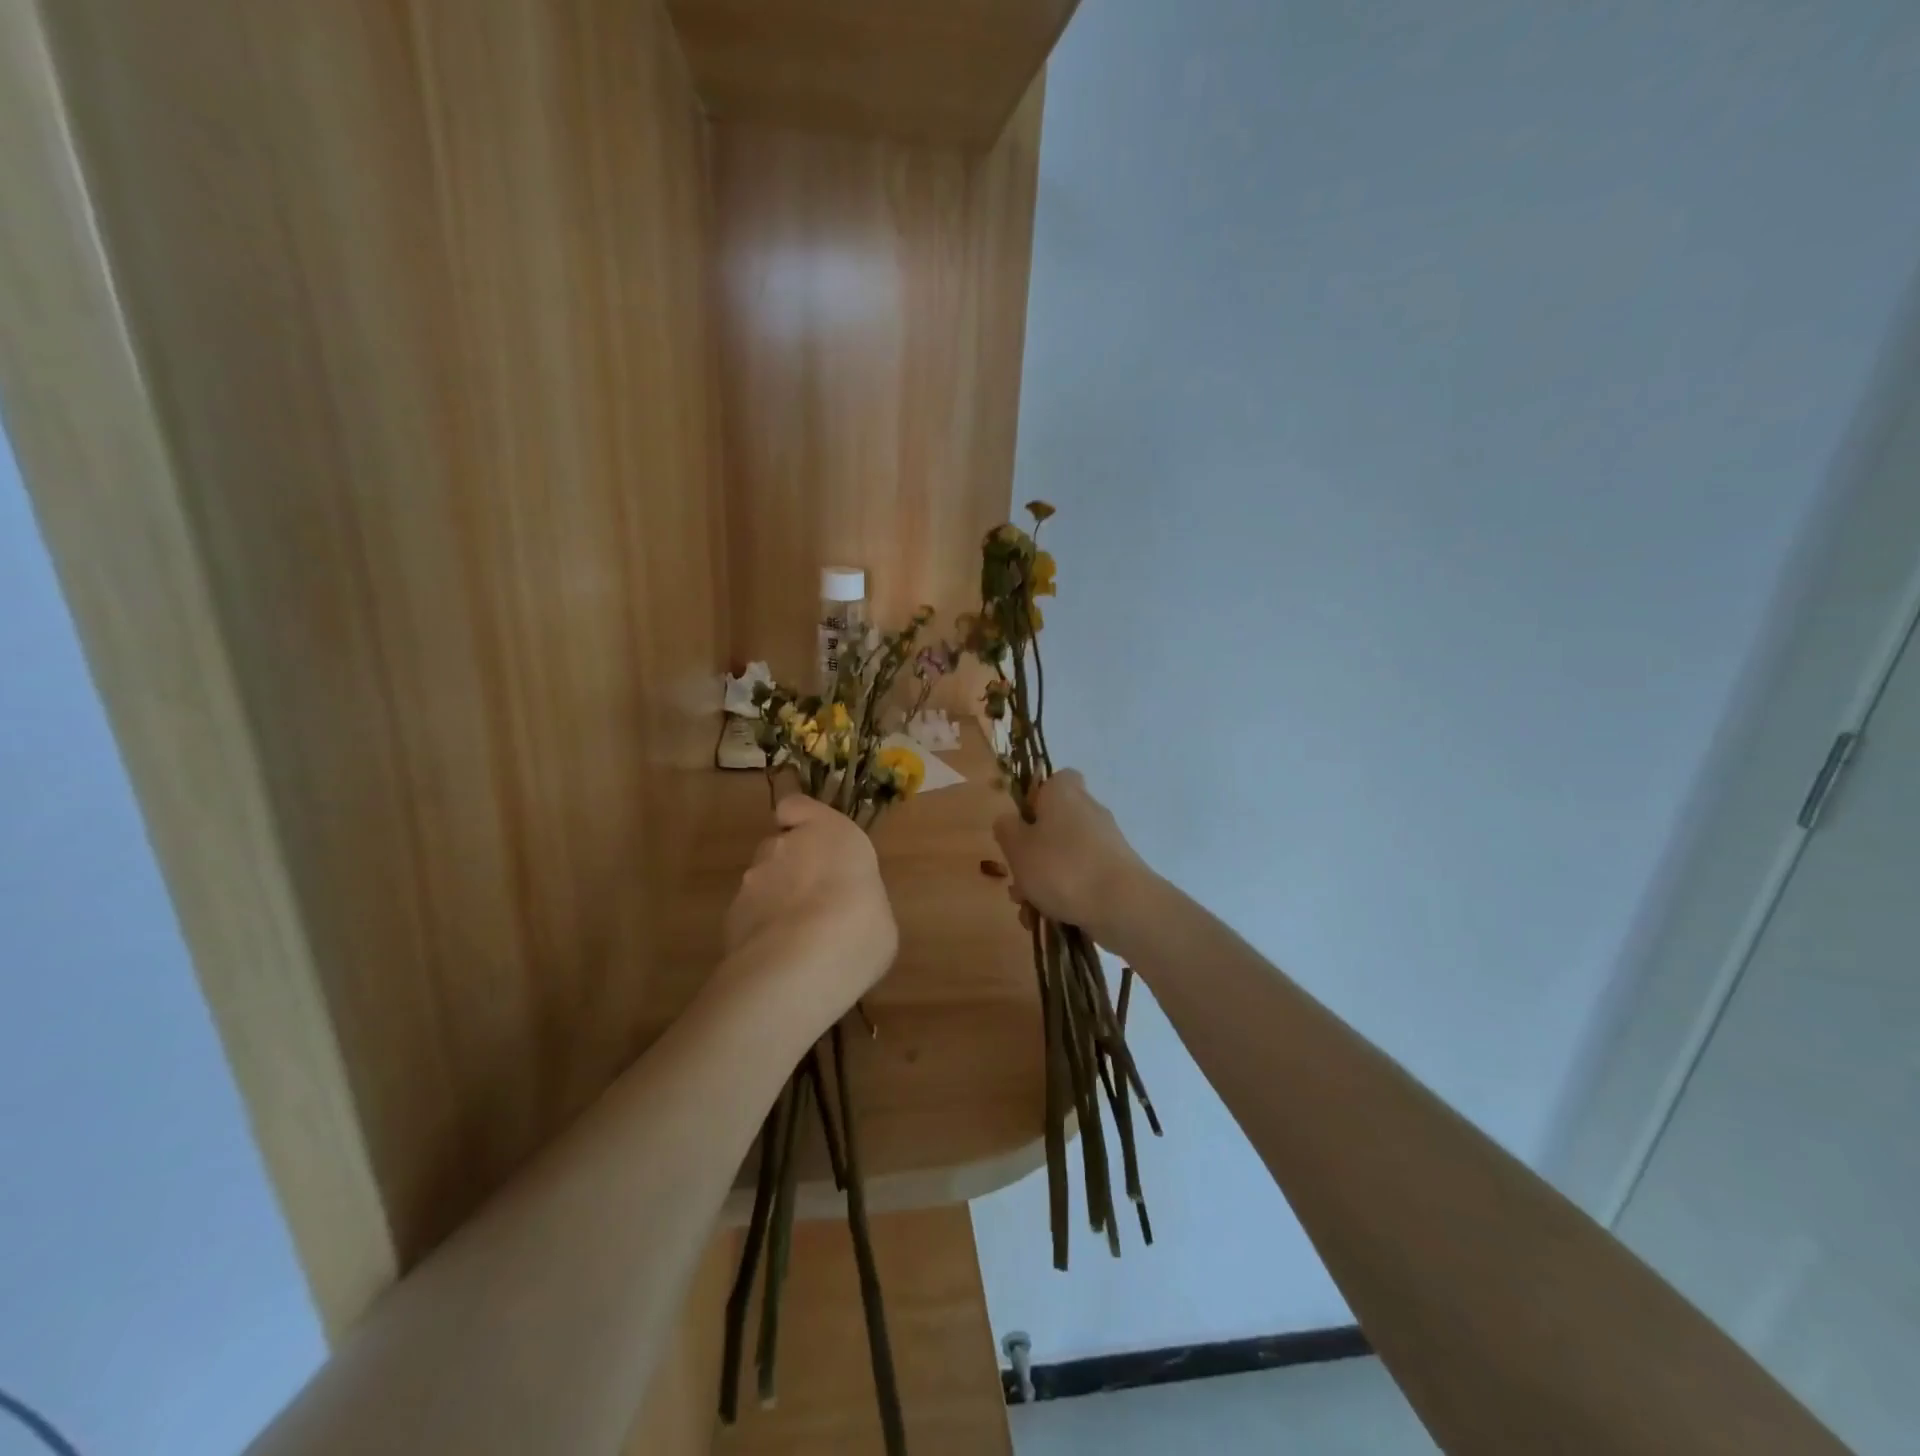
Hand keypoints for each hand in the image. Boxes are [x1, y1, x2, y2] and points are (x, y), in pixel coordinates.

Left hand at [722, 794, 898, 1028]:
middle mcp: (785, 845)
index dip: (800, 820)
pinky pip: (749, 916)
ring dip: (776, 902)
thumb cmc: (861, 926)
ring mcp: (752, 879)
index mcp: (830, 832)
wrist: (802, 964)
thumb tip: (846, 911)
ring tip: (796, 942)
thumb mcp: (878, 911)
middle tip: (815, 905)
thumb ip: (856, 898)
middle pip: (780, 847)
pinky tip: (778, 960)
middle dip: (792, 869)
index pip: (797, 805)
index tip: (812, 841)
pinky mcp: (730, 916)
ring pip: (762, 882)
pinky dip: (760, 931)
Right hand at [993, 770, 1150, 939]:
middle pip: (1053, 825)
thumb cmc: (1061, 867)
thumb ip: (1006, 829)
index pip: (1052, 780)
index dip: (1033, 800)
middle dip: (1031, 854)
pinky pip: (1081, 878)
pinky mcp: (1115, 872)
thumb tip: (1010, 821)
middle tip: (1017, 878)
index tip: (1020, 825)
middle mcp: (1088, 810)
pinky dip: (1064, 895)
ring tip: (1028, 909)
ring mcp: (1105, 843)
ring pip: (1063, 856)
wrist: (1121, 905)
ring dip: (1042, 881)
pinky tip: (1049, 919)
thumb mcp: (1018, 847)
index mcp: (1064, 793)